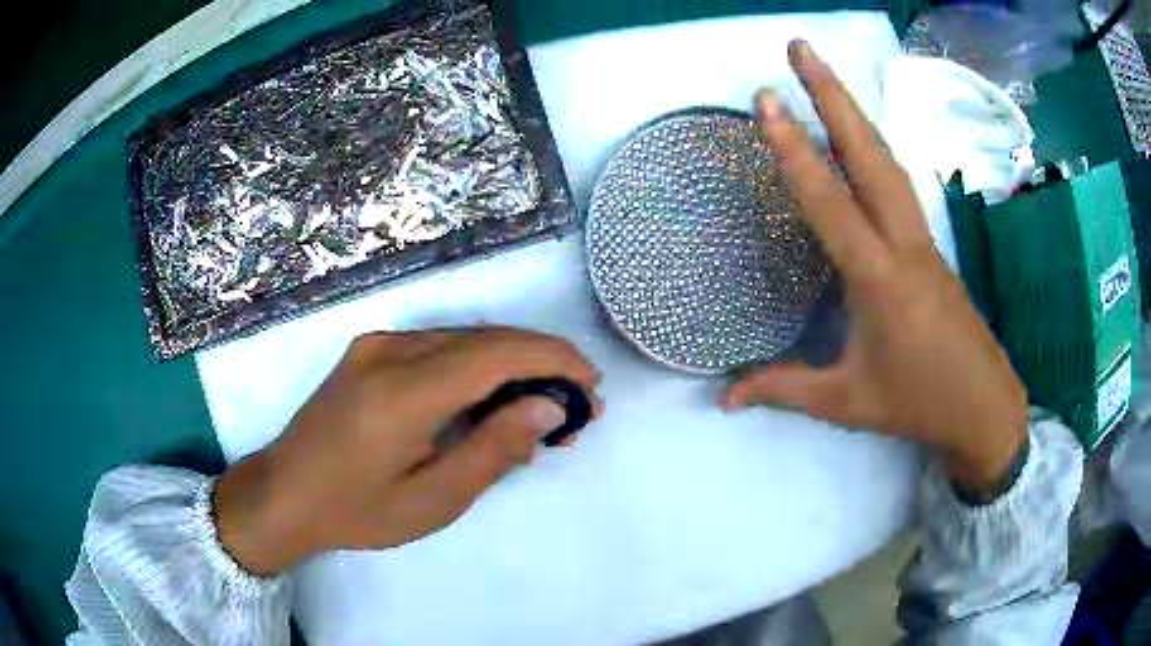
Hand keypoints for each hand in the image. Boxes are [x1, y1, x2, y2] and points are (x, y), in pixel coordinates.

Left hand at [214, 327, 600, 576]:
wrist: (285, 493)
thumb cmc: (357, 510)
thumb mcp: (432, 500)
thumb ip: (492, 450)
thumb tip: (548, 406)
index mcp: (403, 391)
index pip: (497, 353)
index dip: (553, 359)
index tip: (591, 385)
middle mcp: (390, 350)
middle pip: (486, 339)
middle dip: (541, 363)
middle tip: (576, 407)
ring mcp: (377, 345)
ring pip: (464, 339)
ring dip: (511, 365)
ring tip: (542, 409)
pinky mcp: (370, 351)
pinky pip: (438, 347)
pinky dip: (477, 368)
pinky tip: (491, 402)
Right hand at [721, 40, 1027, 492]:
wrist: (983, 408)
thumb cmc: (917, 405)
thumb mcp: (845, 402)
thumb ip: (784, 389)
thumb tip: (722, 398)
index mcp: (879, 279)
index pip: (830, 202)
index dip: (794, 150)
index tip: (766, 100)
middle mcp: (904, 245)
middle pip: (869, 154)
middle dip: (833, 94)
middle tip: (800, 48)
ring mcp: (923, 241)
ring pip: (888, 161)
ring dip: (854, 112)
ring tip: (822, 75)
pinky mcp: (931, 247)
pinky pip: (899, 185)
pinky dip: (873, 148)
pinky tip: (858, 138)